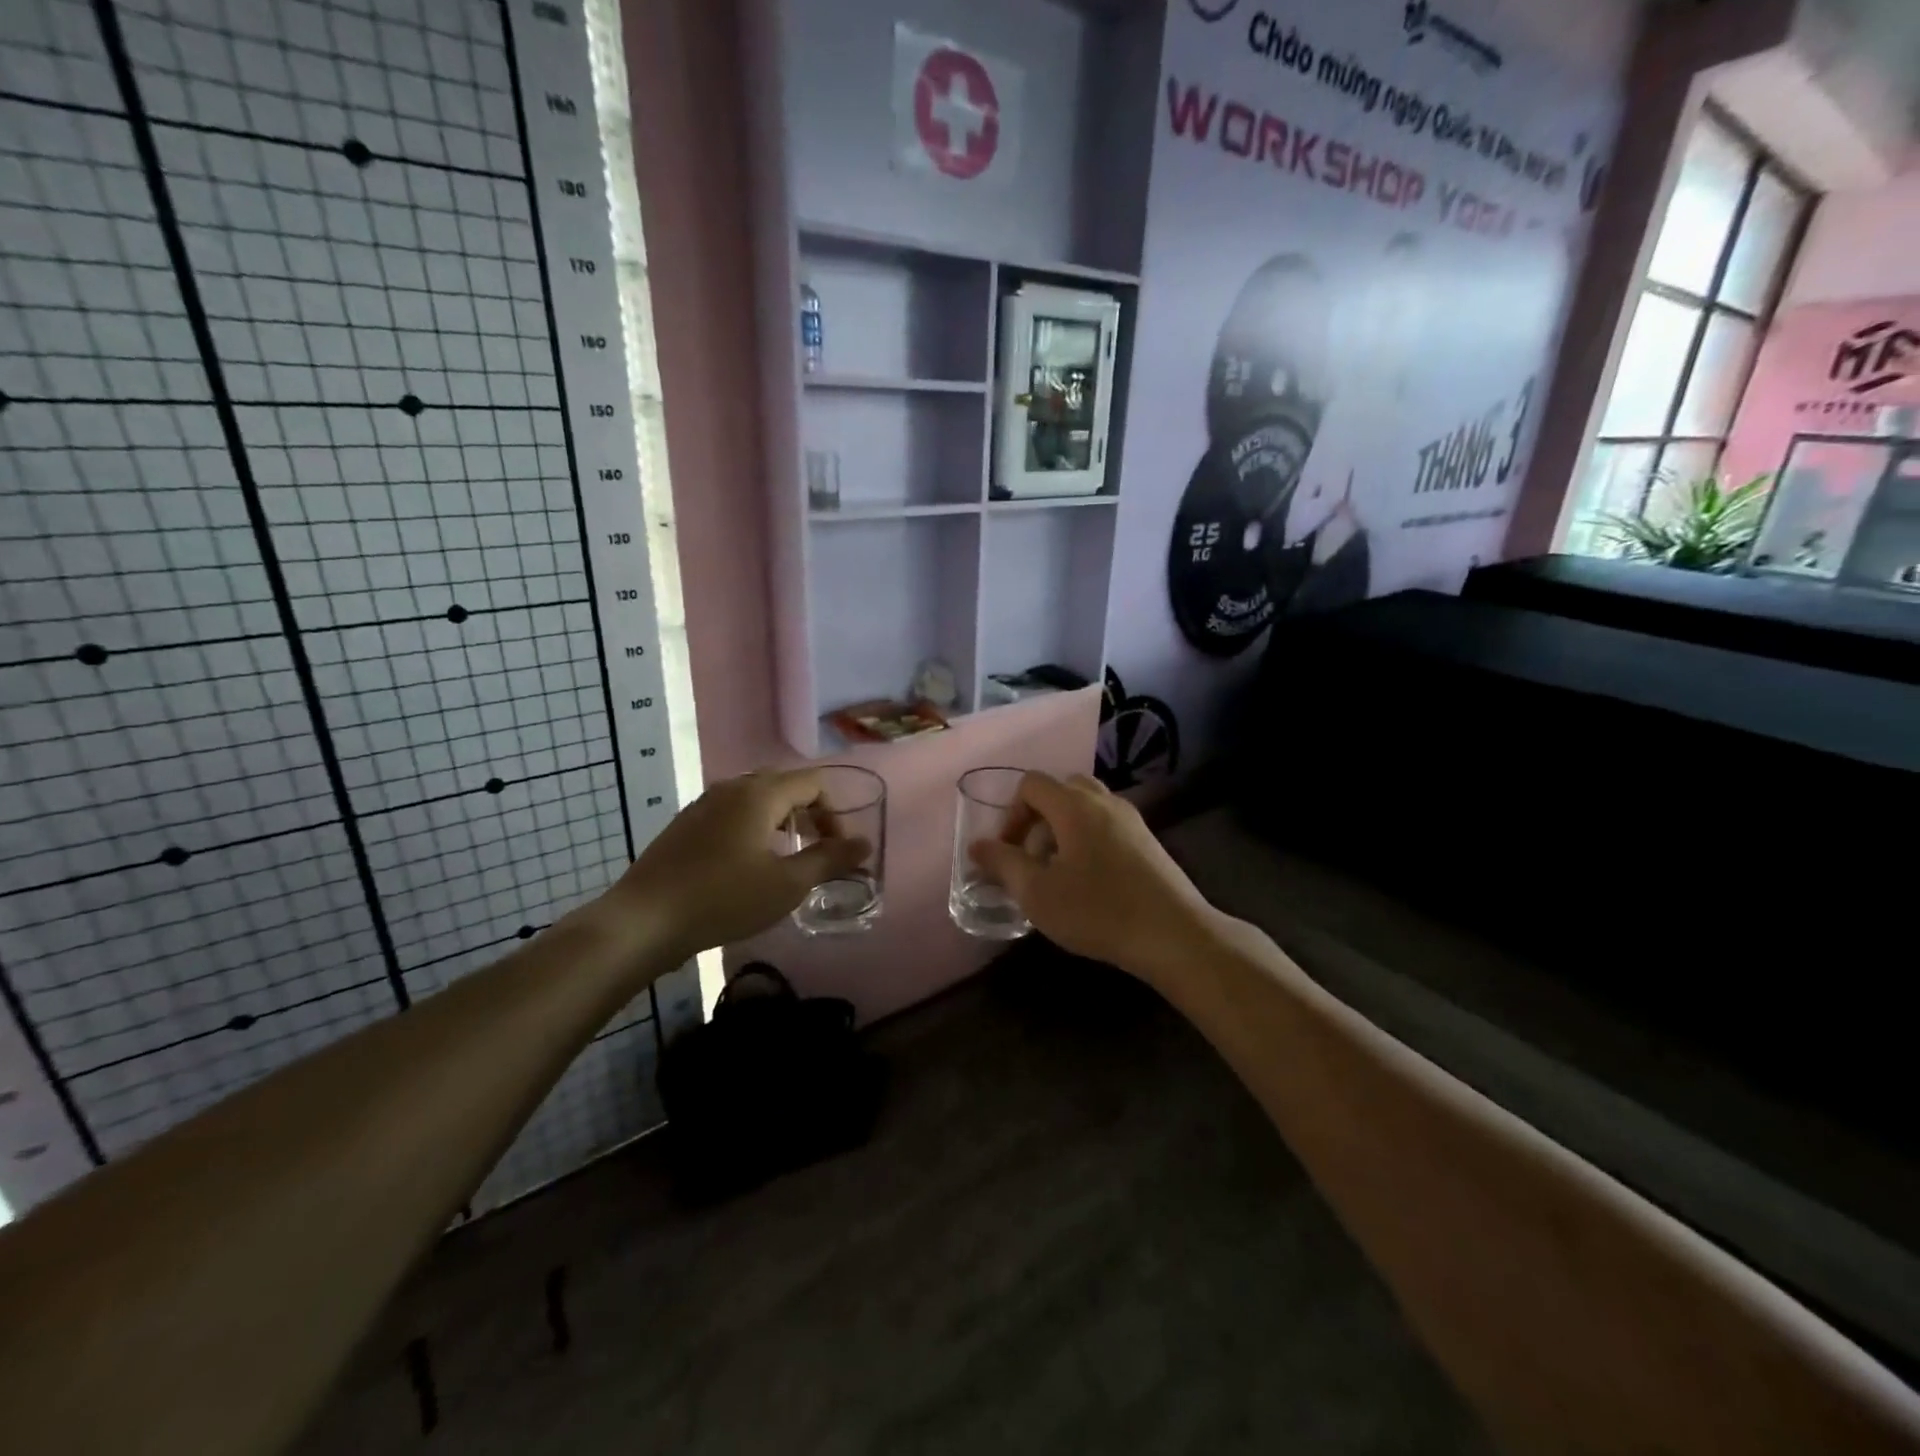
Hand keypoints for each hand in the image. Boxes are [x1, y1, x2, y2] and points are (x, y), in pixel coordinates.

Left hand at [603, 769, 870, 965]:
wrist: (643, 921)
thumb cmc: (723, 899)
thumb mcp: (787, 884)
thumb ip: (830, 860)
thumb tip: (865, 844)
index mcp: (760, 793)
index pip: (813, 783)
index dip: (834, 813)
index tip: (837, 850)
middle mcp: (732, 788)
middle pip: (785, 785)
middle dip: (809, 814)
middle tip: (816, 850)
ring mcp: (704, 804)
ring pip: (756, 799)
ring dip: (781, 821)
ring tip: (786, 858)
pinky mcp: (686, 825)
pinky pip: (732, 813)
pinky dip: (754, 828)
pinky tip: (747, 865)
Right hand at [968, 773, 1217, 981]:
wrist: (1174, 934)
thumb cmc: (1097, 911)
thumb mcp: (1037, 893)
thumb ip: (1003, 864)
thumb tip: (977, 845)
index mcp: (1074, 805)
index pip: (1031, 784)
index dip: (1011, 814)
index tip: (1010, 853)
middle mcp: (1104, 801)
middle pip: (1060, 790)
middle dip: (1038, 819)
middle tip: (1033, 859)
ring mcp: (1131, 818)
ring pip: (1085, 806)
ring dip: (1063, 829)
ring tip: (1059, 873)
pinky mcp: (1148, 840)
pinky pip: (1106, 824)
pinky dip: (1088, 839)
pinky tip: (1090, 882)